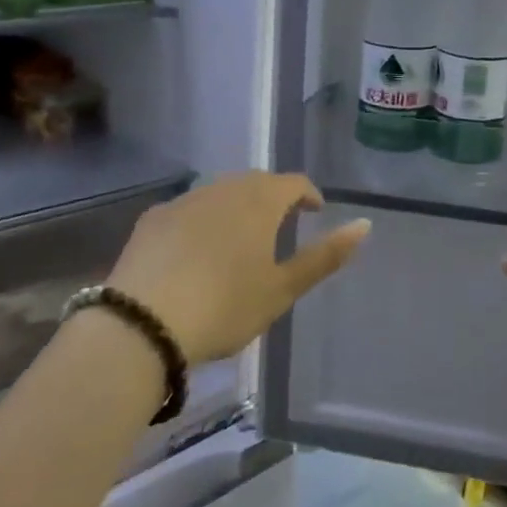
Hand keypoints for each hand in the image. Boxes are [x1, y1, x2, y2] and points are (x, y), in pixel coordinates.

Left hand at [109, 172, 369, 363]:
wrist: (142, 324)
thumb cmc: (225, 307)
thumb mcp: (282, 289)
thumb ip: (324, 256)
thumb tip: (364, 224)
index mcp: (259, 202)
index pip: (293, 182)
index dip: (308, 195)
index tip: (314, 213)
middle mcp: (222, 189)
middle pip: (255, 182)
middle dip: (273, 197)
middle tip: (280, 225)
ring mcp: (183, 201)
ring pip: (220, 192)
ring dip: (237, 206)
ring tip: (241, 238)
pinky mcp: (152, 219)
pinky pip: (189, 208)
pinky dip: (203, 219)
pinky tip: (197, 249)